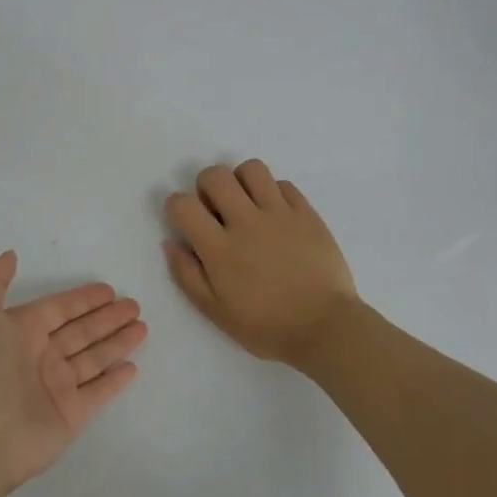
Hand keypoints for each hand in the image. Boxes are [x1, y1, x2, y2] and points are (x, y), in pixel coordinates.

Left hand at [0, 252, 145, 493]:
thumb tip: (10, 255)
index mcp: (19, 332)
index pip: (58, 309)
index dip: (82, 299)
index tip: (109, 289)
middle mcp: (39, 357)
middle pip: (80, 331)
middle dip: (107, 318)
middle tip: (134, 305)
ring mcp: (57, 387)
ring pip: (93, 358)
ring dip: (117, 342)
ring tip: (143, 327)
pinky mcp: (70, 415)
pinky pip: (98, 392)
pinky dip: (114, 380)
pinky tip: (132, 366)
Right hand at [164, 160, 358, 369]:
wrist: (325, 327)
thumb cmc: (266, 326)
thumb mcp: (215, 311)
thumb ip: (188, 275)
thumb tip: (171, 242)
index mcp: (219, 248)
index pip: (183, 205)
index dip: (176, 206)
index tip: (185, 220)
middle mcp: (246, 222)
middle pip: (215, 176)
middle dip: (205, 186)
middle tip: (215, 209)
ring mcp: (280, 214)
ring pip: (251, 169)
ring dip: (240, 181)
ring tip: (245, 204)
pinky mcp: (307, 213)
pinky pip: (283, 184)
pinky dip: (272, 193)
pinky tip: (274, 215)